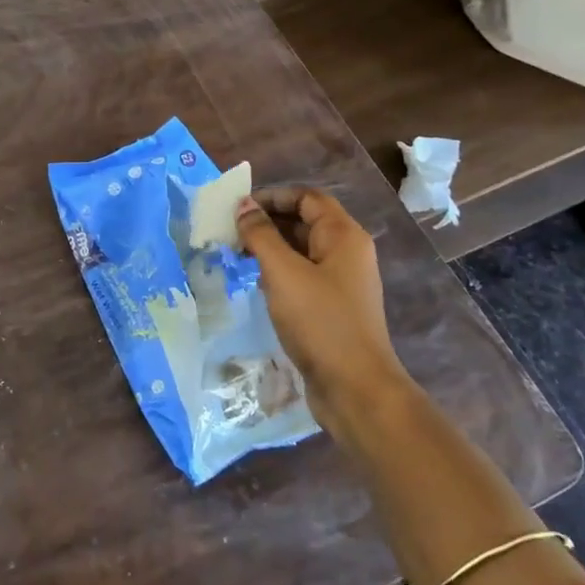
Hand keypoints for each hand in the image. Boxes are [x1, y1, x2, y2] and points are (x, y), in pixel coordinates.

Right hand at [235, 186, 409, 437]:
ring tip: (236, 254)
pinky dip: (278, 270)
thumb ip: (261, 235)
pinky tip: (256, 282)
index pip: (307, 197)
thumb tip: (244, 206)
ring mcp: (341, 281)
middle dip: (267, 221)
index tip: (239, 207)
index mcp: (343, 235)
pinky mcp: (332, 306)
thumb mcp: (282, 272)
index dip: (273, 196)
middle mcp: (347, 252)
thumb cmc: (320, 321)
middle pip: (304, 221)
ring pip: (301, 250)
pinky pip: (302, 274)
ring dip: (270, 246)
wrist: (355, 387)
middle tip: (230, 231)